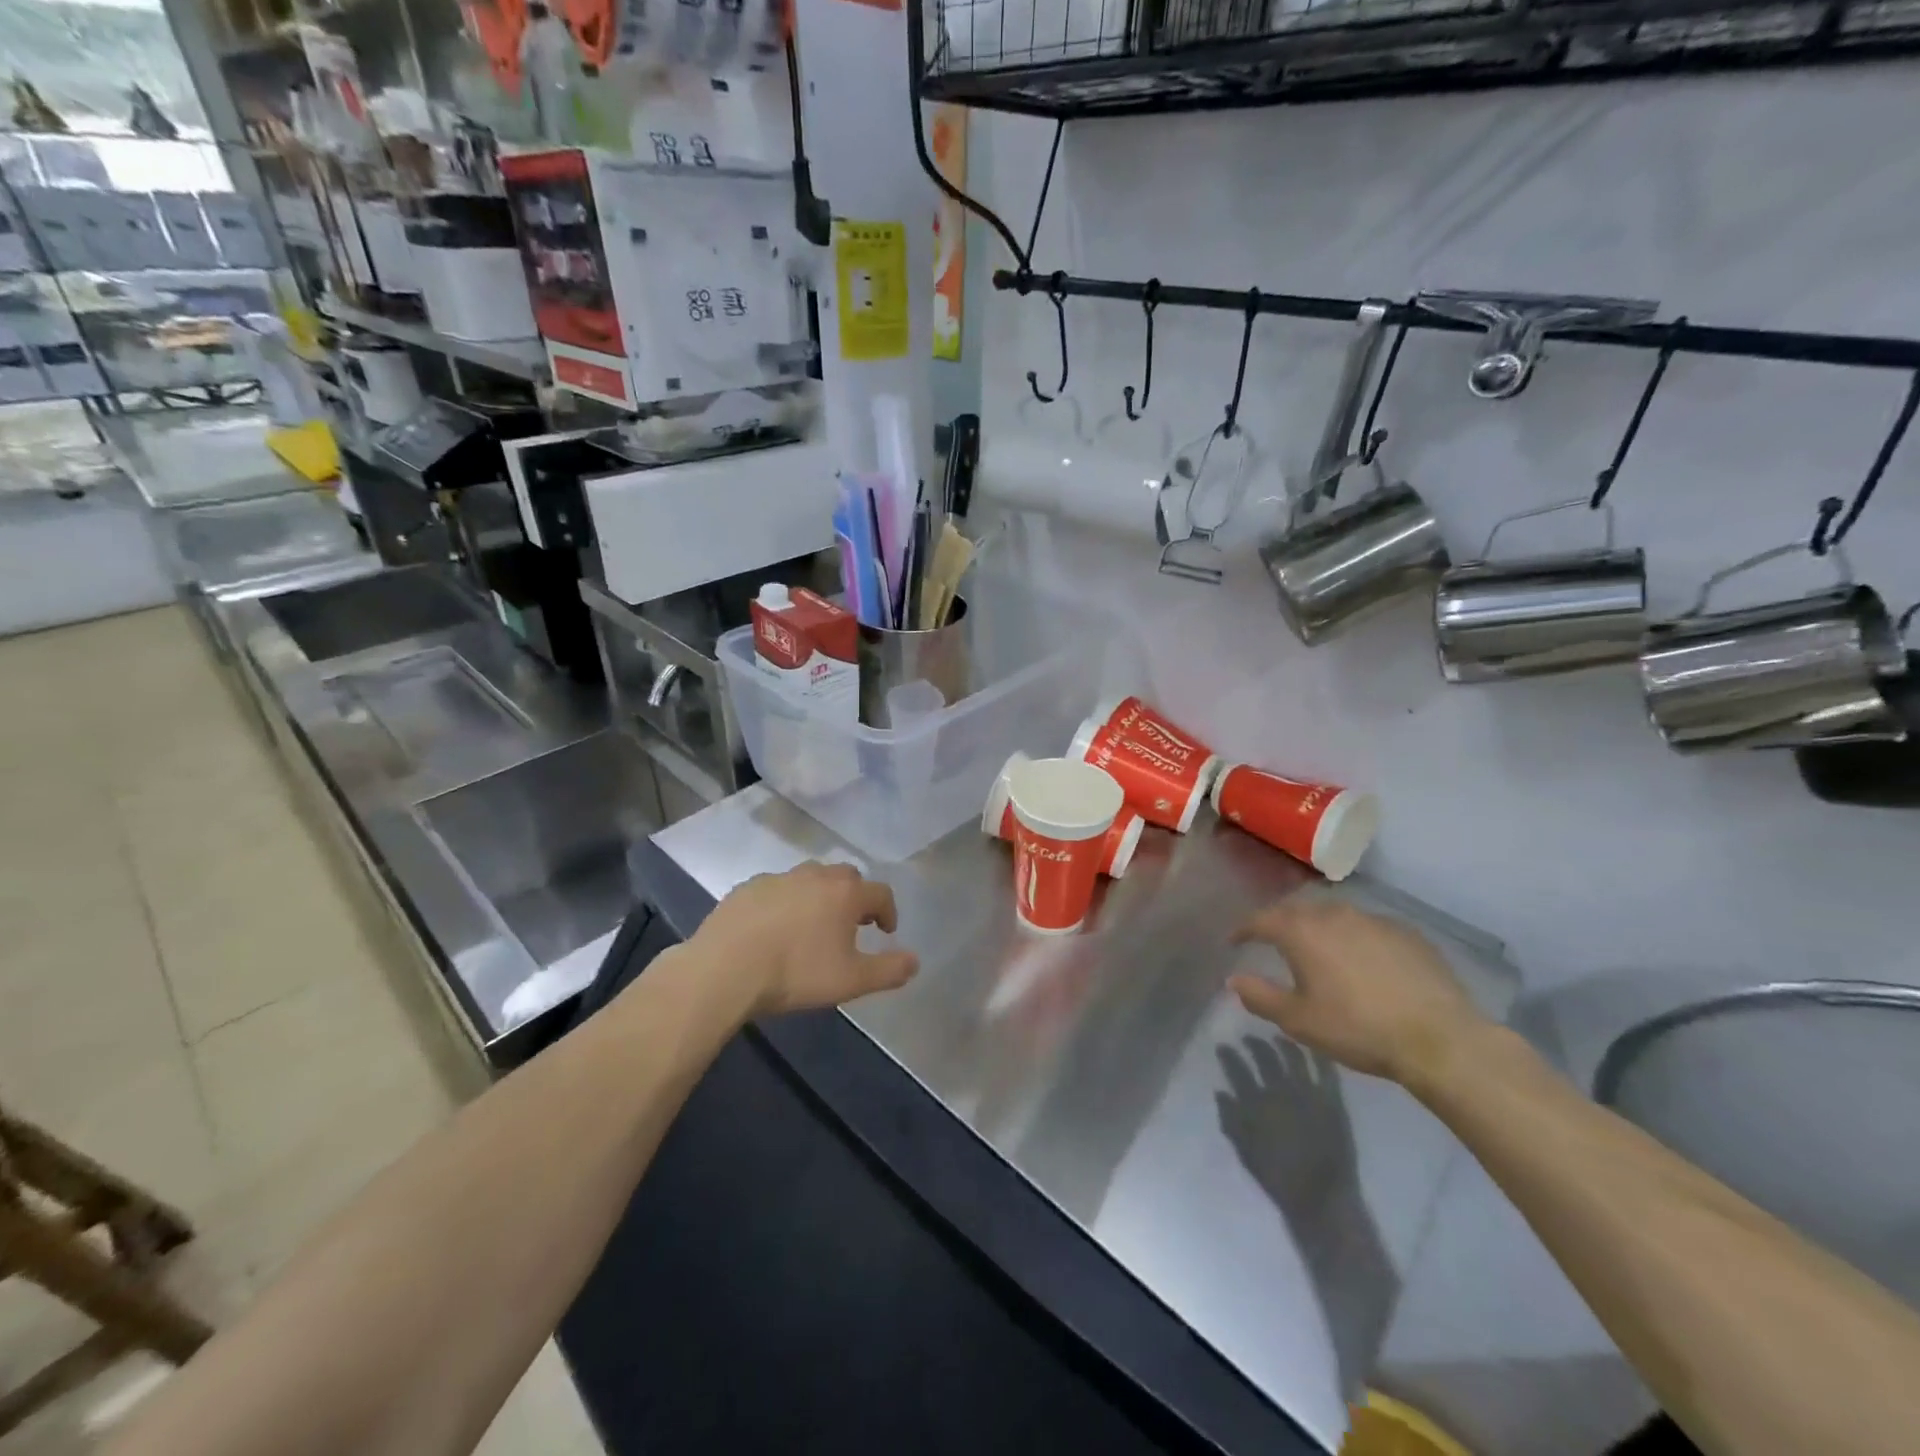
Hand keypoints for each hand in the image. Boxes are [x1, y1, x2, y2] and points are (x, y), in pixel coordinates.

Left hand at [691, 862, 918, 1017]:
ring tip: (813, 925)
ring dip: (819, 896)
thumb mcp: (851, 981)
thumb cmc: (796, 972)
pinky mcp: (748, 887)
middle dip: (854, 897)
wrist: (725, 969)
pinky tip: (775, 928)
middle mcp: (816, 875)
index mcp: (845, 893)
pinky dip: (785, 902)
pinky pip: (777, 889)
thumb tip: (915, 961)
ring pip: (810, 879)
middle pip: (846, 877)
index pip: (880, 893)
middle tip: (851, 924)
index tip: (885, 932)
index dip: (888, 912)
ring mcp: (779, 878)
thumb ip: (889, 970)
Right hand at [1228, 897, 1487, 1090]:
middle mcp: (1334, 915)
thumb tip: (1234, 980)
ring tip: (1318, 949)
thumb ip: (1260, 997)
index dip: (1244, 929)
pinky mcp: (1407, 933)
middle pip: (1298, 910)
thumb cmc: (1358, 1028)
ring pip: (1334, 915)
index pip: (1261, 919)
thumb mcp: (1299, 1021)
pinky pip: (1367, 927)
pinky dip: (1354, 937)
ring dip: (1319, 927)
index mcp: (1302, 932)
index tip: (1235, 940)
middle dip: (1281, 923)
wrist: (1440, 1039)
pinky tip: (1362, 960)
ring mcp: (1374, 920)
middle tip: (1274, 941)